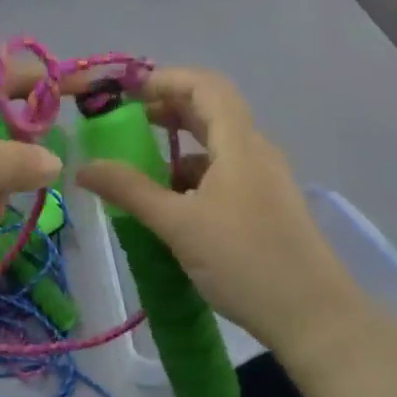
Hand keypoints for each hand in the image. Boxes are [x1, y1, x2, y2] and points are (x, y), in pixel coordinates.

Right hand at [76, 67, 363, 360]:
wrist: (313, 316)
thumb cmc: (244, 261)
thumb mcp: (179, 225)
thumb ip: (130, 191)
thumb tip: (83, 168)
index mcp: (239, 143)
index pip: (205, 86)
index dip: (165, 80)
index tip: (126, 93)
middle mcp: (255, 151)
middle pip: (210, 111)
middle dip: (166, 111)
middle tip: (126, 126)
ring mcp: (264, 180)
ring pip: (216, 147)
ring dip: (178, 149)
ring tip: (141, 172)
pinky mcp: (265, 206)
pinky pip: (224, 175)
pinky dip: (193, 178)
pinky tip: (172, 206)